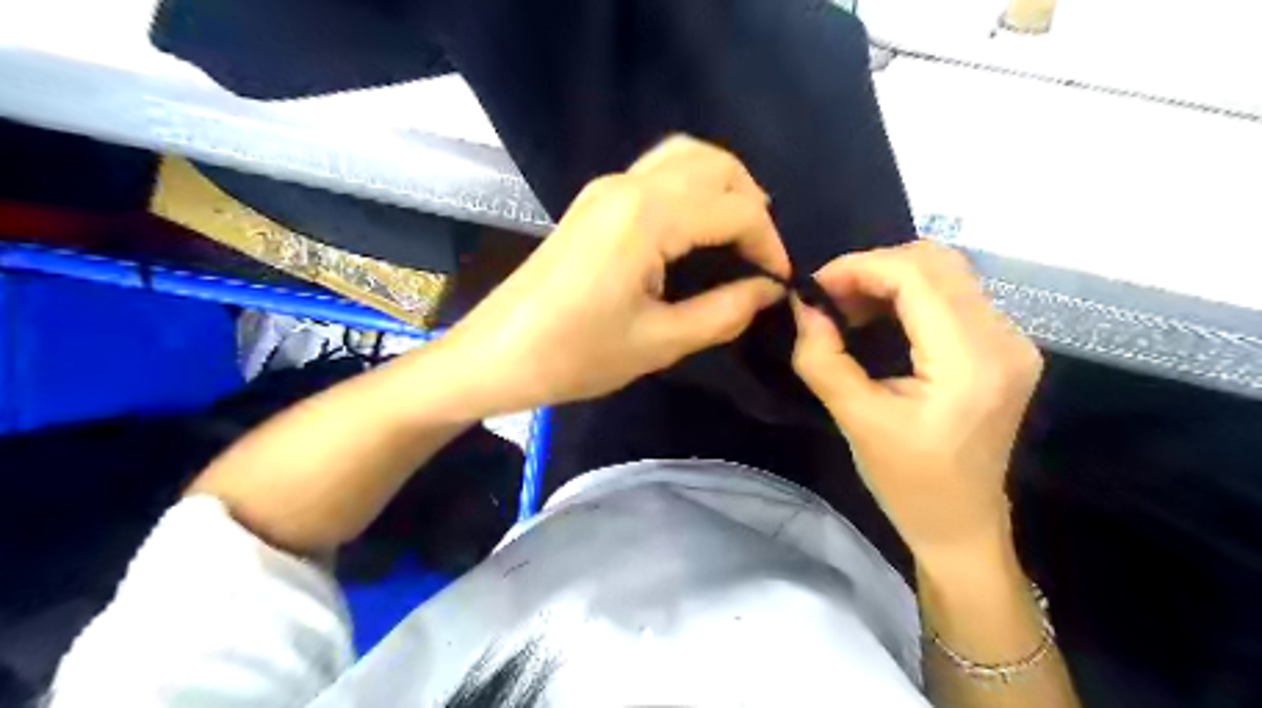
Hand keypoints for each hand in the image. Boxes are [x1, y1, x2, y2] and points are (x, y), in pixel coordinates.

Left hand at [435, 134, 786, 416]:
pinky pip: (659, 172)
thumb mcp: (658, 342)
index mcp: (647, 217)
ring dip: (724, 188)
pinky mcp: (594, 200)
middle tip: (760, 258)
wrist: (495, 355)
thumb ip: (724, 311)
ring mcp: (607, 187)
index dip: (769, 244)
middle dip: (751, 206)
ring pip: (687, 157)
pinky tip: (697, 231)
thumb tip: (770, 290)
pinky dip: (693, 189)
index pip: (736, 209)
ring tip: (737, 239)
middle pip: (716, 165)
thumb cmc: (574, 355)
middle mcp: (629, 184)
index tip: (779, 283)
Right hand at [785, 244, 1045, 556]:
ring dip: (889, 278)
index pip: (917, 275)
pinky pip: (953, 295)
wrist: (962, 524)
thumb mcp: (856, 421)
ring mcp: (1011, 340)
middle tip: (828, 299)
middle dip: (872, 268)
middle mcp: (1003, 338)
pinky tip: (878, 318)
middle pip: (936, 262)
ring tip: (847, 309)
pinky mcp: (1004, 346)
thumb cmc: (909, 483)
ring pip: (946, 272)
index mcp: (970, 361)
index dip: (859, 267)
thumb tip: (802, 306)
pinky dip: (908, 294)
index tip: (813, 288)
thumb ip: (823, 359)